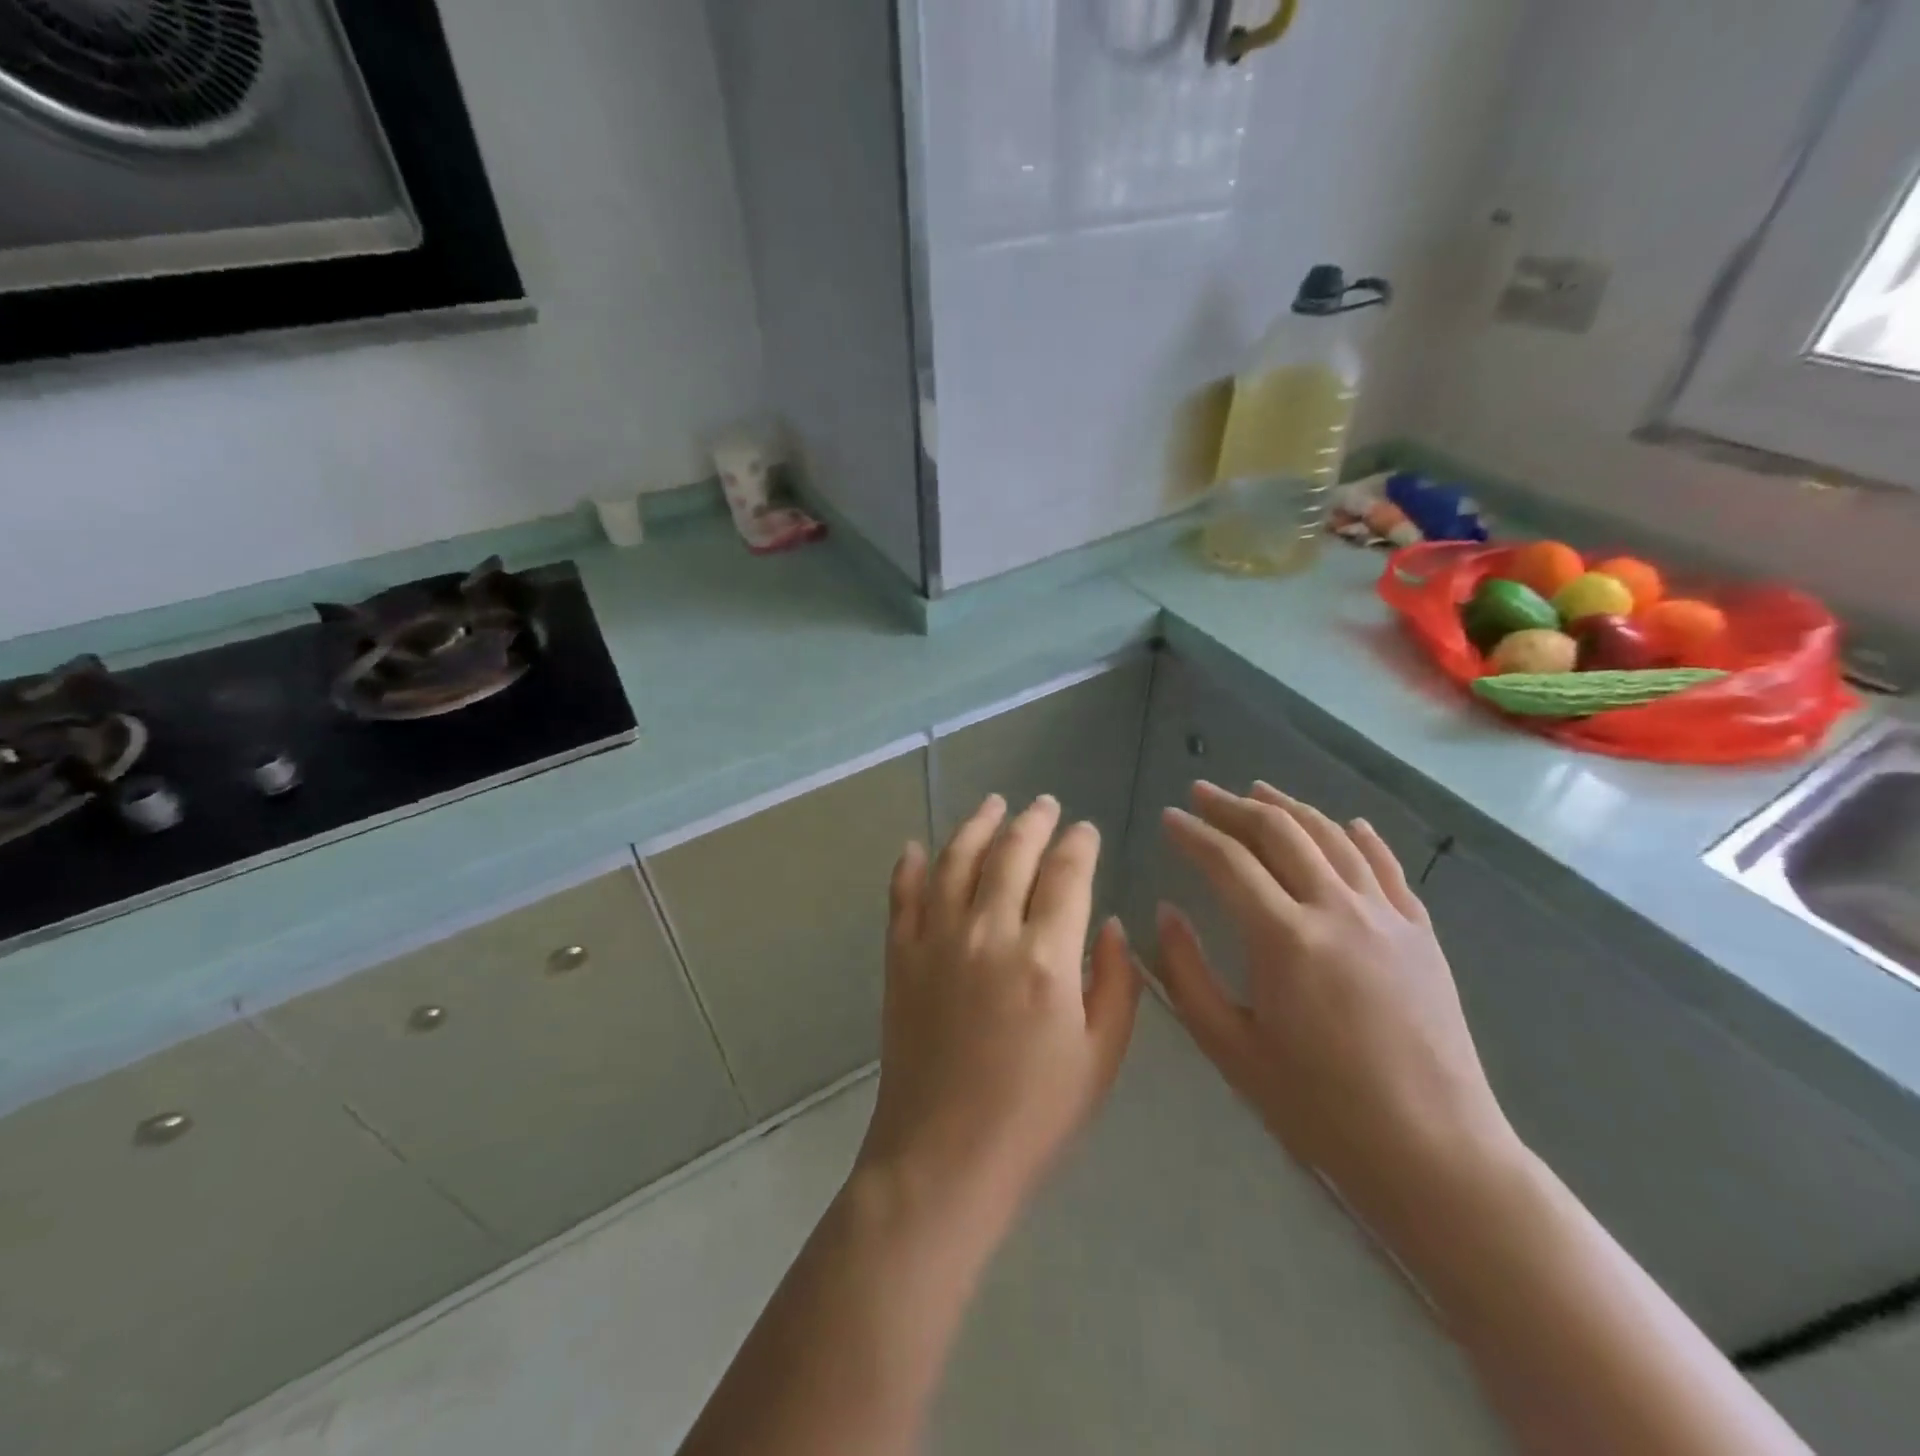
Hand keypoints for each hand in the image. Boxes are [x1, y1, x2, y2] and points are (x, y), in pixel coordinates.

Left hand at [856, 794, 1141, 1223]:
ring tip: (993, 804)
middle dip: (1033, 821)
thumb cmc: (1034, 1117)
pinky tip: (916, 847)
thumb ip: (1117, 982)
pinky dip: (909, 866)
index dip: (1080, 844)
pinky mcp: (900, 957)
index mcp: (1046, 957)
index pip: (1067, 874)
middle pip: (1012, 853)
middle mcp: (988, 932)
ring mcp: (937, 940)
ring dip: (977, 825)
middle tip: (1045, 805)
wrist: (943, 1159)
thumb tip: (1111, 924)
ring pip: (956, 859)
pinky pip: (902, 895)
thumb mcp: (1101, 1058)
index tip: (1087, 830)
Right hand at [1156, 780, 1512, 1213]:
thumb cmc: (1319, 1108)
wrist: (1435, 1152)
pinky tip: (1346, 823)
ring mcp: (1386, 917)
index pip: (1227, 861)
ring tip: (1258, 792)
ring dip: (1290, 808)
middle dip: (1233, 806)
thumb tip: (1167, 911)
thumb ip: (1187, 974)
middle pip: (1279, 833)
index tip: (1167, 818)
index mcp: (1284, 939)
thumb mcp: (1231, 1048)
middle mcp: (1336, 910)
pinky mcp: (1421, 934)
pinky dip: (1360, 836)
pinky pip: (1387, 867)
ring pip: (1332, 837)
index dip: (1192, 833)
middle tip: (1201, 793)